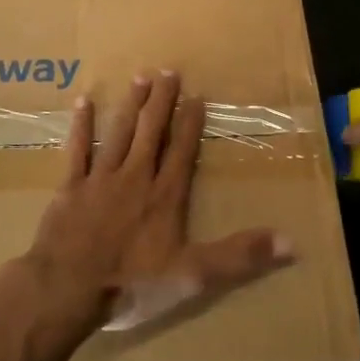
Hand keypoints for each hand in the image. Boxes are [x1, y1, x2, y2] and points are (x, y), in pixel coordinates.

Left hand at [24, 71, 293, 333]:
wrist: (67, 289)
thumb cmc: (132, 283)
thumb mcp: (194, 275)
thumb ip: (240, 256)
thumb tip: (291, 243)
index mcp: (165, 196)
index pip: (182, 152)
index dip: (190, 124)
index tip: (197, 97)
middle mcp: (135, 178)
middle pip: (151, 133)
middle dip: (161, 102)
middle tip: (168, 71)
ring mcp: (100, 180)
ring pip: (119, 134)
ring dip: (131, 105)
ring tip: (140, 77)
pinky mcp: (70, 188)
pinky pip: (77, 150)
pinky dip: (81, 127)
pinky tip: (84, 102)